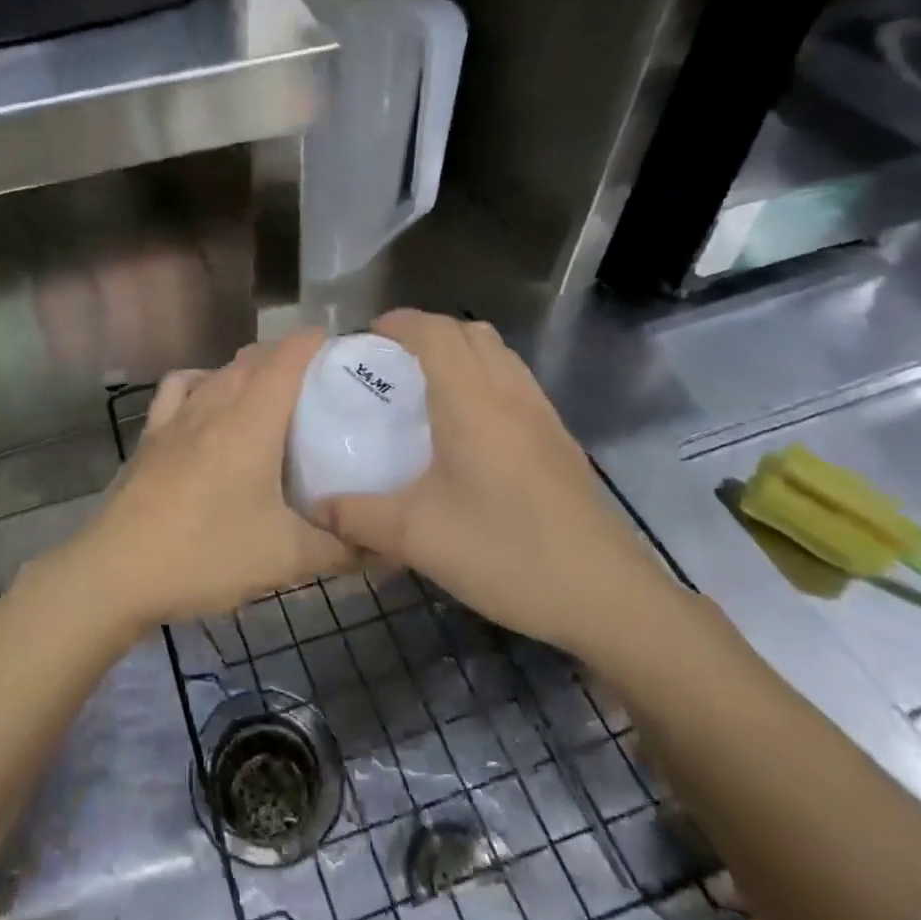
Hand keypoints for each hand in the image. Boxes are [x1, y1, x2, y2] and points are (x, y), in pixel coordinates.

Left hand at [70, 330, 357, 629]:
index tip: (344, 352)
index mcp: (251, 420)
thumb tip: (385, 546)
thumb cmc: (207, 556)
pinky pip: (181, 387)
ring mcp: (177, 416)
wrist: (117, 573)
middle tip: (322, 385)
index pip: (288, 356)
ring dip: (250, 369)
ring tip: (273, 394)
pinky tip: (210, 399)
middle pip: (255, 358)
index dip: (317, 343)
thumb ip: (342, 549)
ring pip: (220, 371)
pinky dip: (203, 381)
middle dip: (290, 357)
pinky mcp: (152, 434)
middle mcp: (214, 403)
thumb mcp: (286, 559)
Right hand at [318, 310, 686, 658]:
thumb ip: (357, 516)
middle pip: (470, 332)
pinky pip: (517, 382)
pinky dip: (486, 378)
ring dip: (461, 352)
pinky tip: (471, 429)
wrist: (606, 596)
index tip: (366, 339)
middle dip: (427, 332)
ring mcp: (543, 415)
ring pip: (500, 354)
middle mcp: (510, 394)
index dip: (399, 323)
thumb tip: (315, 507)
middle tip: (392, 364)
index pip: (435, 332)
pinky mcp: (561, 441)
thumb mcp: (416, 537)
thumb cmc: (505, 552)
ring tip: (429, 389)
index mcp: (471, 402)